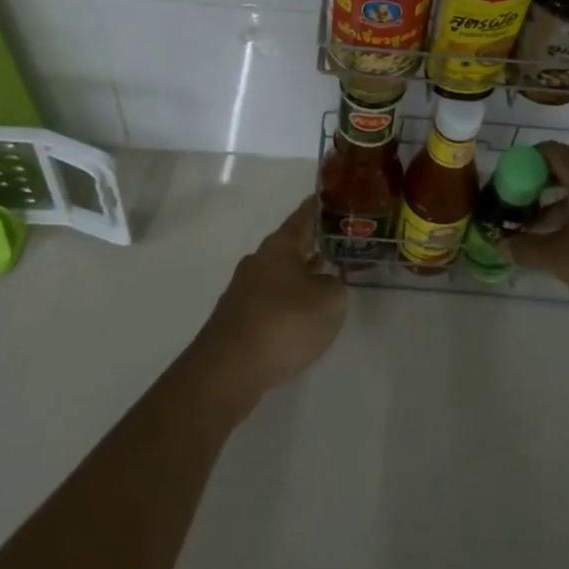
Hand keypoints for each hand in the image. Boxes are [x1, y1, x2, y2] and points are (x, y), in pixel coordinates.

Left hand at [191, 197, 347, 406]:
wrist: (227, 370)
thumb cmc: (283, 324)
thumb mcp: (329, 301)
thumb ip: (335, 285)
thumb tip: (326, 283)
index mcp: (280, 245)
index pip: (305, 214)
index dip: (323, 206)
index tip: (338, 198)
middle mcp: (259, 259)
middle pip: (292, 244)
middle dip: (314, 244)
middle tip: (341, 244)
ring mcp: (244, 289)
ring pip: (281, 273)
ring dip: (302, 274)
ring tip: (327, 281)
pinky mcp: (238, 317)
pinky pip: (271, 299)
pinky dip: (288, 301)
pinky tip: (301, 317)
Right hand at [507, 143, 568, 323]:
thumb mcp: (559, 256)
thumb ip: (526, 247)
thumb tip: (502, 244)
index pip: (546, 151)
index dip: (521, 165)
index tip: (505, 188)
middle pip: (564, 169)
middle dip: (537, 188)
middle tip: (516, 210)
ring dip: (558, 206)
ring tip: (536, 234)